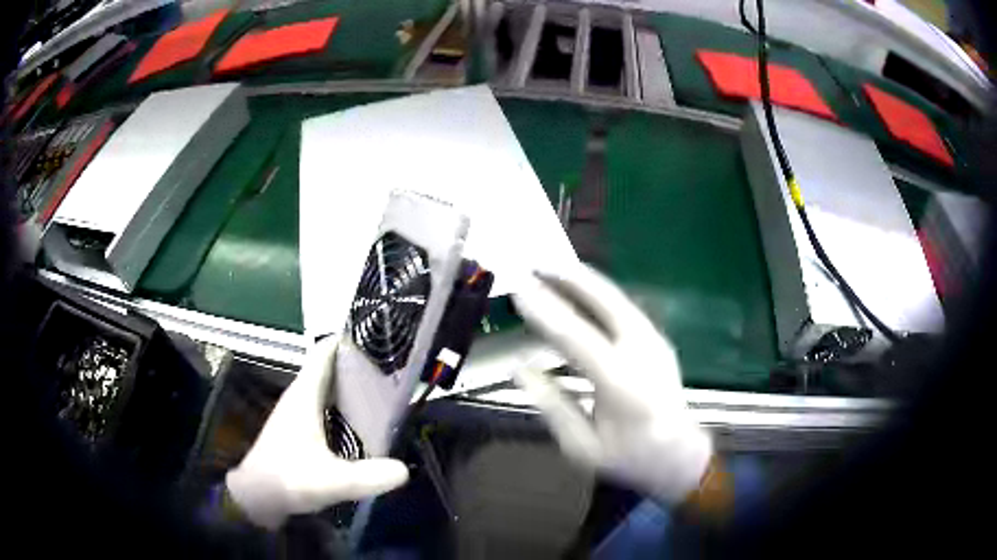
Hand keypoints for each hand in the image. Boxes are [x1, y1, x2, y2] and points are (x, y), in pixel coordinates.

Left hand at [225, 337, 408, 529]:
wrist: (257, 497)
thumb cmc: (289, 479)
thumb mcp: (331, 480)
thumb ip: (368, 476)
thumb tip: (406, 469)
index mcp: (305, 395)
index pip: (324, 353)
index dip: (348, 339)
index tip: (378, 333)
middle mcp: (300, 397)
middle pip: (329, 368)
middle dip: (357, 362)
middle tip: (393, 364)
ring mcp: (297, 413)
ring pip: (327, 388)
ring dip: (350, 385)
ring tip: (385, 387)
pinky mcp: (299, 430)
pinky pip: (325, 406)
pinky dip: (343, 405)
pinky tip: (363, 420)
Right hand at [512, 265, 711, 504]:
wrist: (680, 457)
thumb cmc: (629, 458)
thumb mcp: (582, 446)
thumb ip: (552, 404)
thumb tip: (520, 368)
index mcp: (623, 386)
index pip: (578, 338)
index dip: (546, 311)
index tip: (519, 290)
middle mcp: (644, 354)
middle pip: (607, 303)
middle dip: (571, 278)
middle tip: (537, 263)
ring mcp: (656, 343)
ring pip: (619, 299)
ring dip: (585, 280)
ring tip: (553, 267)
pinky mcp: (659, 340)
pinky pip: (625, 307)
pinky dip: (600, 293)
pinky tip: (582, 288)